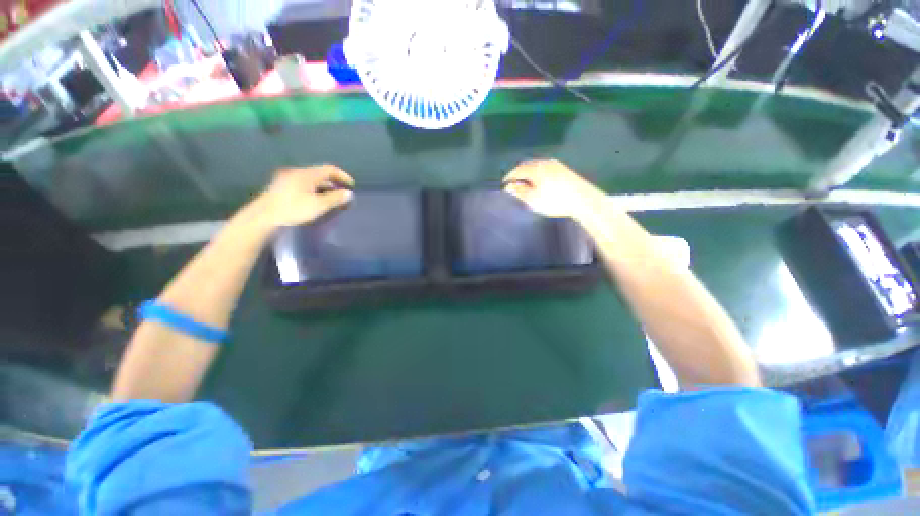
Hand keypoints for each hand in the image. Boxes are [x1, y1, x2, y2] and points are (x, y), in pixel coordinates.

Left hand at [261, 166, 354, 226]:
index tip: (352, 185)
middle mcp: (297, 172)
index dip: (343, 176)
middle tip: (342, 193)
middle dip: (334, 183)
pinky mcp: (282, 186)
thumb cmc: (293, 209)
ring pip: (312, 180)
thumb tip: (349, 194)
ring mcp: (288, 178)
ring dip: (324, 187)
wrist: (263, 216)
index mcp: (307, 174)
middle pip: (320, 174)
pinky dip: (314, 189)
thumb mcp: (318, 205)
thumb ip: (335, 198)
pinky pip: (304, 184)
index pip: (329, 169)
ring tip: (331, 198)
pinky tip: (315, 199)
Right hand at [502, 159, 599, 218]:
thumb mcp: (533, 199)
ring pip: (537, 165)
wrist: (582, 200)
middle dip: (518, 173)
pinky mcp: (564, 170)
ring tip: (525, 182)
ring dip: (529, 172)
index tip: (504, 184)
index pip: (517, 171)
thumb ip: (519, 192)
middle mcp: (544, 163)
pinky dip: (538, 172)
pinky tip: (540, 180)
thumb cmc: (554, 201)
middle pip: (527, 165)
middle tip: (514, 182)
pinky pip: (545, 167)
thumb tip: (508, 187)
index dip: (509, 177)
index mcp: (535, 169)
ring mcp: (556, 165)